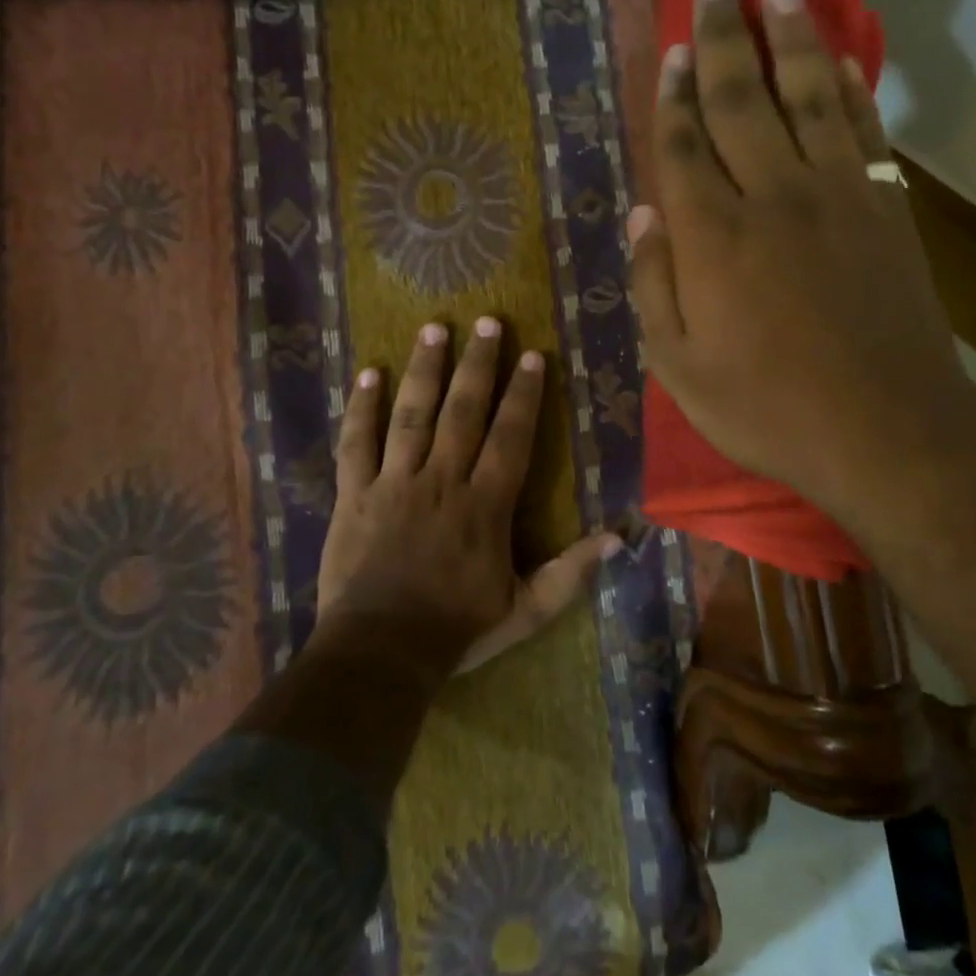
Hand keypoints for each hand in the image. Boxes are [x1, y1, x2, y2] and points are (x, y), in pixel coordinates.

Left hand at [317, 317, 618, 678]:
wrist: (379, 654)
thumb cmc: (457, 630)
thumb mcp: (526, 609)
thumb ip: (572, 572)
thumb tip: (620, 537)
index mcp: (485, 505)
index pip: (510, 437)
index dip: (524, 395)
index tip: (532, 356)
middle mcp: (442, 481)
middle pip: (462, 411)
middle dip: (478, 364)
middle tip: (487, 321)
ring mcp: (394, 484)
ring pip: (411, 415)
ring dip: (424, 370)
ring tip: (433, 328)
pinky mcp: (355, 495)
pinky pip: (356, 443)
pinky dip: (361, 408)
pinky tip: (367, 373)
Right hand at [627, 0, 974, 533]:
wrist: (885, 430)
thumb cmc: (768, 409)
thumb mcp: (680, 367)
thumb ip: (654, 287)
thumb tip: (641, 216)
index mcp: (714, 238)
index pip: (684, 146)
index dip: (672, 95)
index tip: (668, 49)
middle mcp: (773, 197)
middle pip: (743, 101)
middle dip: (723, 39)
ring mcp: (838, 197)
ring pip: (810, 99)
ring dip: (792, 41)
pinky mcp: (886, 211)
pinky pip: (866, 133)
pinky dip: (853, 91)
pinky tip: (843, 60)